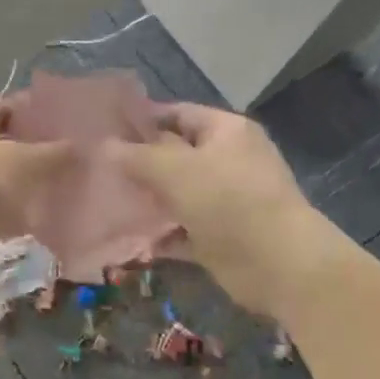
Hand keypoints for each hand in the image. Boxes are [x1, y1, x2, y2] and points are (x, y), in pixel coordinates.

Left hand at [0, 100, 71, 268]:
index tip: (65, 128)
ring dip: (18, 183)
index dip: (34, 116)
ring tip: (55, 190)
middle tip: (64, 161)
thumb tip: (77, 146)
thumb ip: (53, 151)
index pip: (2, 107)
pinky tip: (33, 219)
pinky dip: (6, 209)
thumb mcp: (23, 161)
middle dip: (28, 151)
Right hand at [104, 103, 353, 316]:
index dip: (143, 119)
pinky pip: (184, 230)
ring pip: (179, 194)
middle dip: (140, 163)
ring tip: (108, 202)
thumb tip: (104, 145)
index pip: (178, 114)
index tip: (105, 129)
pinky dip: (162, 235)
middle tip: (99, 168)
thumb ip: (136, 157)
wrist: (280, 265)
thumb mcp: (174, 170)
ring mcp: (227, 201)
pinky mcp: (222, 237)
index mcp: (226, 131)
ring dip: (149, 201)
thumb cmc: (228, 201)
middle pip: (176, 154)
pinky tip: (132, 239)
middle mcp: (229, 161)